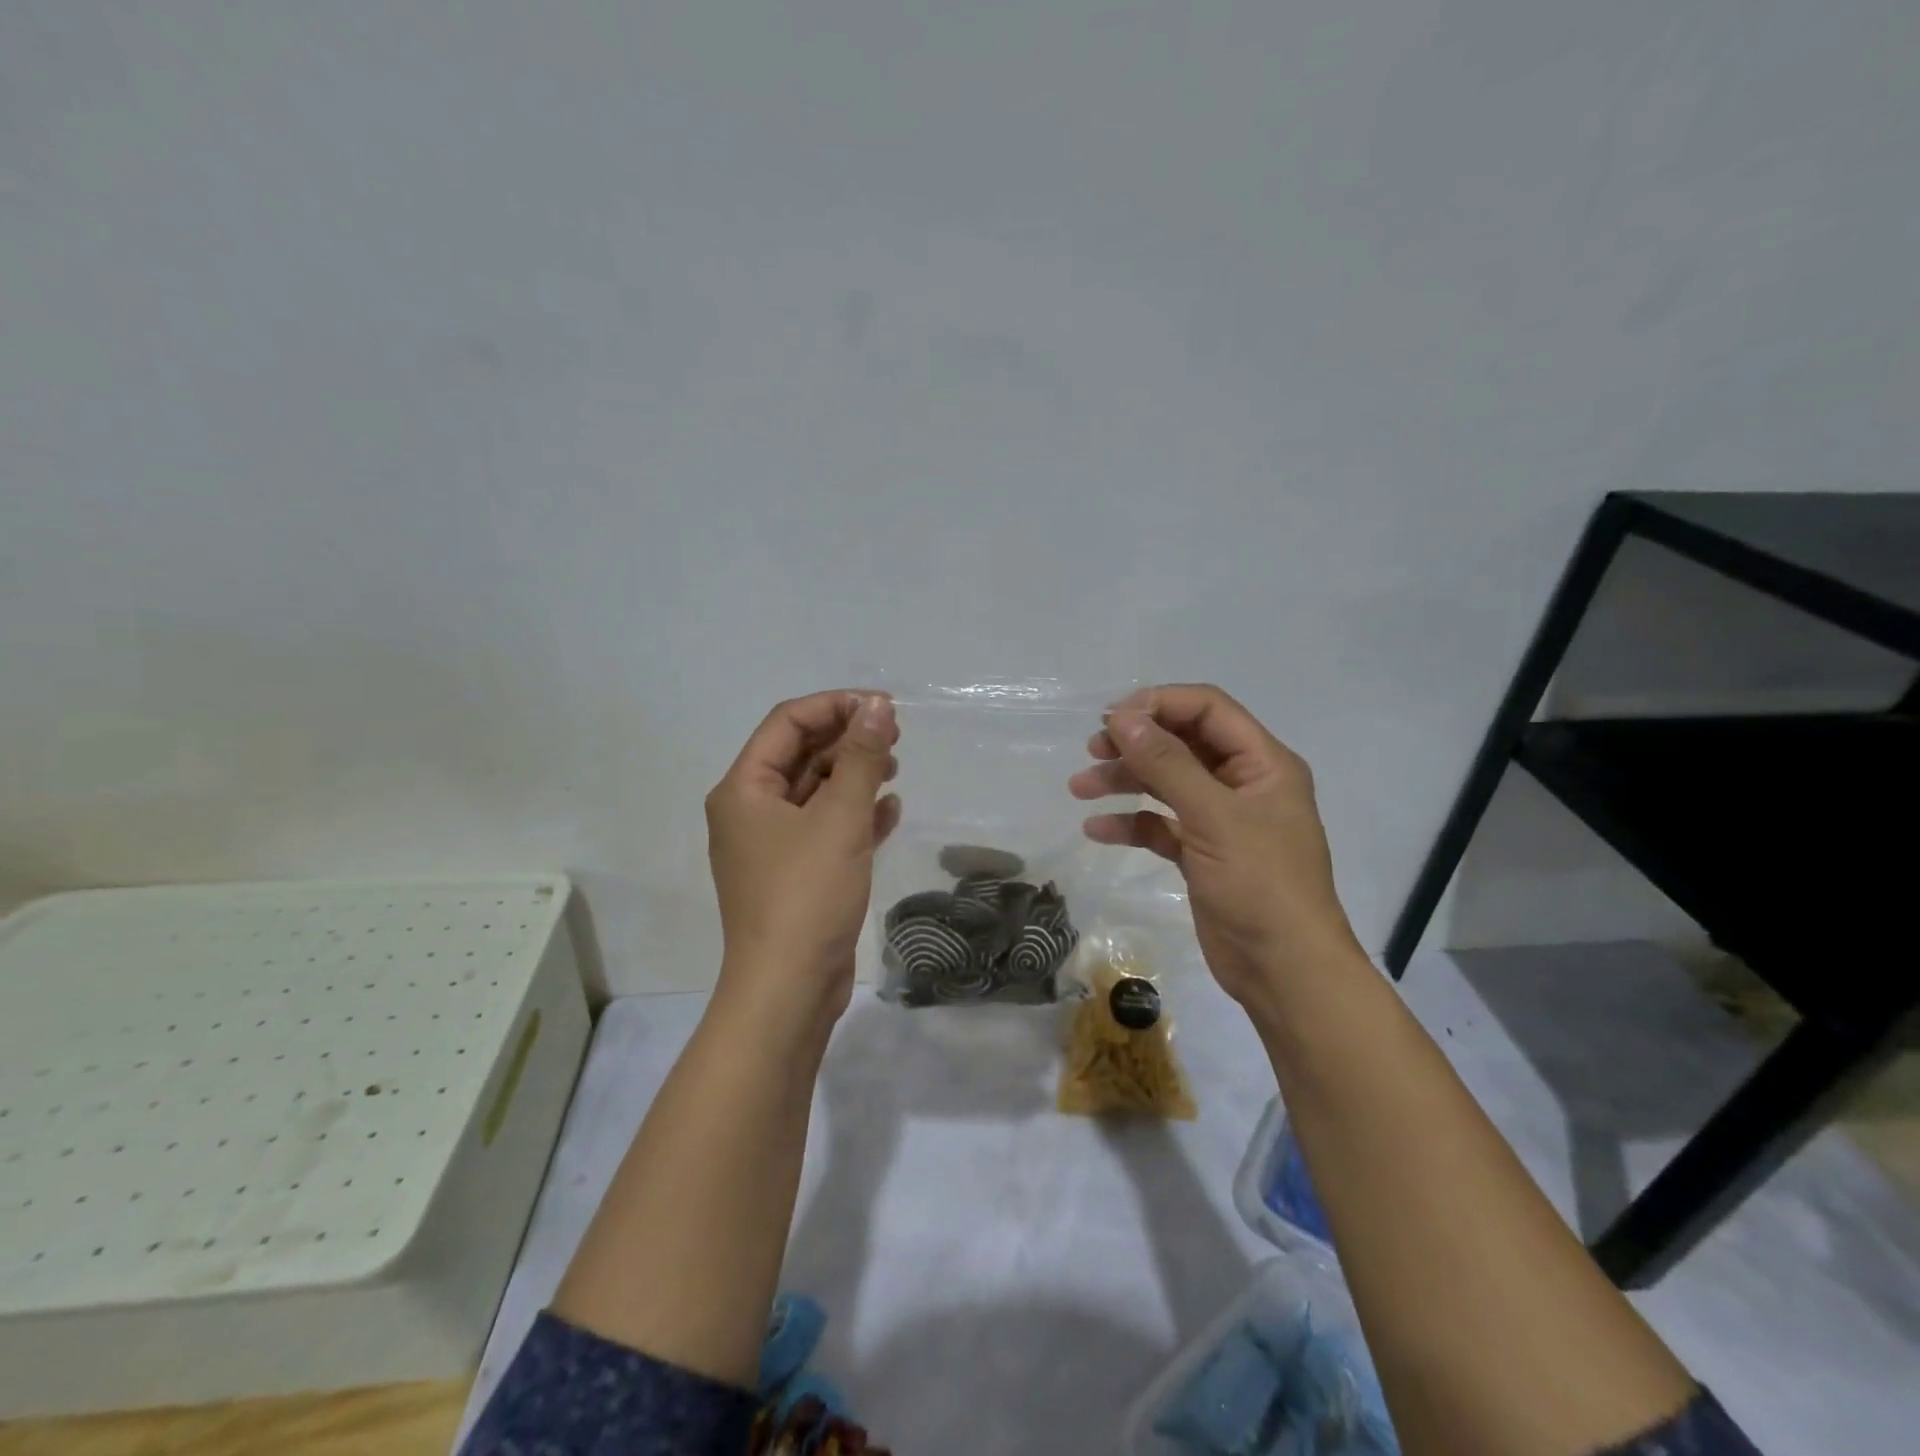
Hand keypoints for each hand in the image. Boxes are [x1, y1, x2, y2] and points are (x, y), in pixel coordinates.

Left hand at [706, 691, 901, 1026]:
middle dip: (848, 740)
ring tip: (895, 769)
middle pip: (801, 754)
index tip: (883, 708)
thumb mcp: (840, 819)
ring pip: (815, 791)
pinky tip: (890, 811)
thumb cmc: (807, 895)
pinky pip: (825, 827)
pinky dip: (855, 814)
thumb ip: (862, 758)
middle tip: (896, 736)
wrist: (788, 989)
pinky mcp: (796, 873)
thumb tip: (879, 706)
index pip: (787, 723)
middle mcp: (751, 810)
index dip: (835, 706)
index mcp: (745, 789)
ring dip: (854, 775)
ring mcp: (772, 845)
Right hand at [1069, 684, 1363, 1006]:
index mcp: (1262, 763)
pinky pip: (1161, 825)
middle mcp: (1243, 783)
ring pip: (1167, 783)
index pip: (1208, 710)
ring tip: (1080, 788)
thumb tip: (1121, 717)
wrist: (1285, 971)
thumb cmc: (1260, 884)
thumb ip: (1166, 763)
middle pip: (1183, 743)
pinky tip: (1097, 830)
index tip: (1112, 718)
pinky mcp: (1203, 854)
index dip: (1160, 705)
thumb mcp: (1213, 817)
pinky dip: (1131, 823)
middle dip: (1136, 743)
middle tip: (1093, 750)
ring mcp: (1222, 820)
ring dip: (1125, 781)